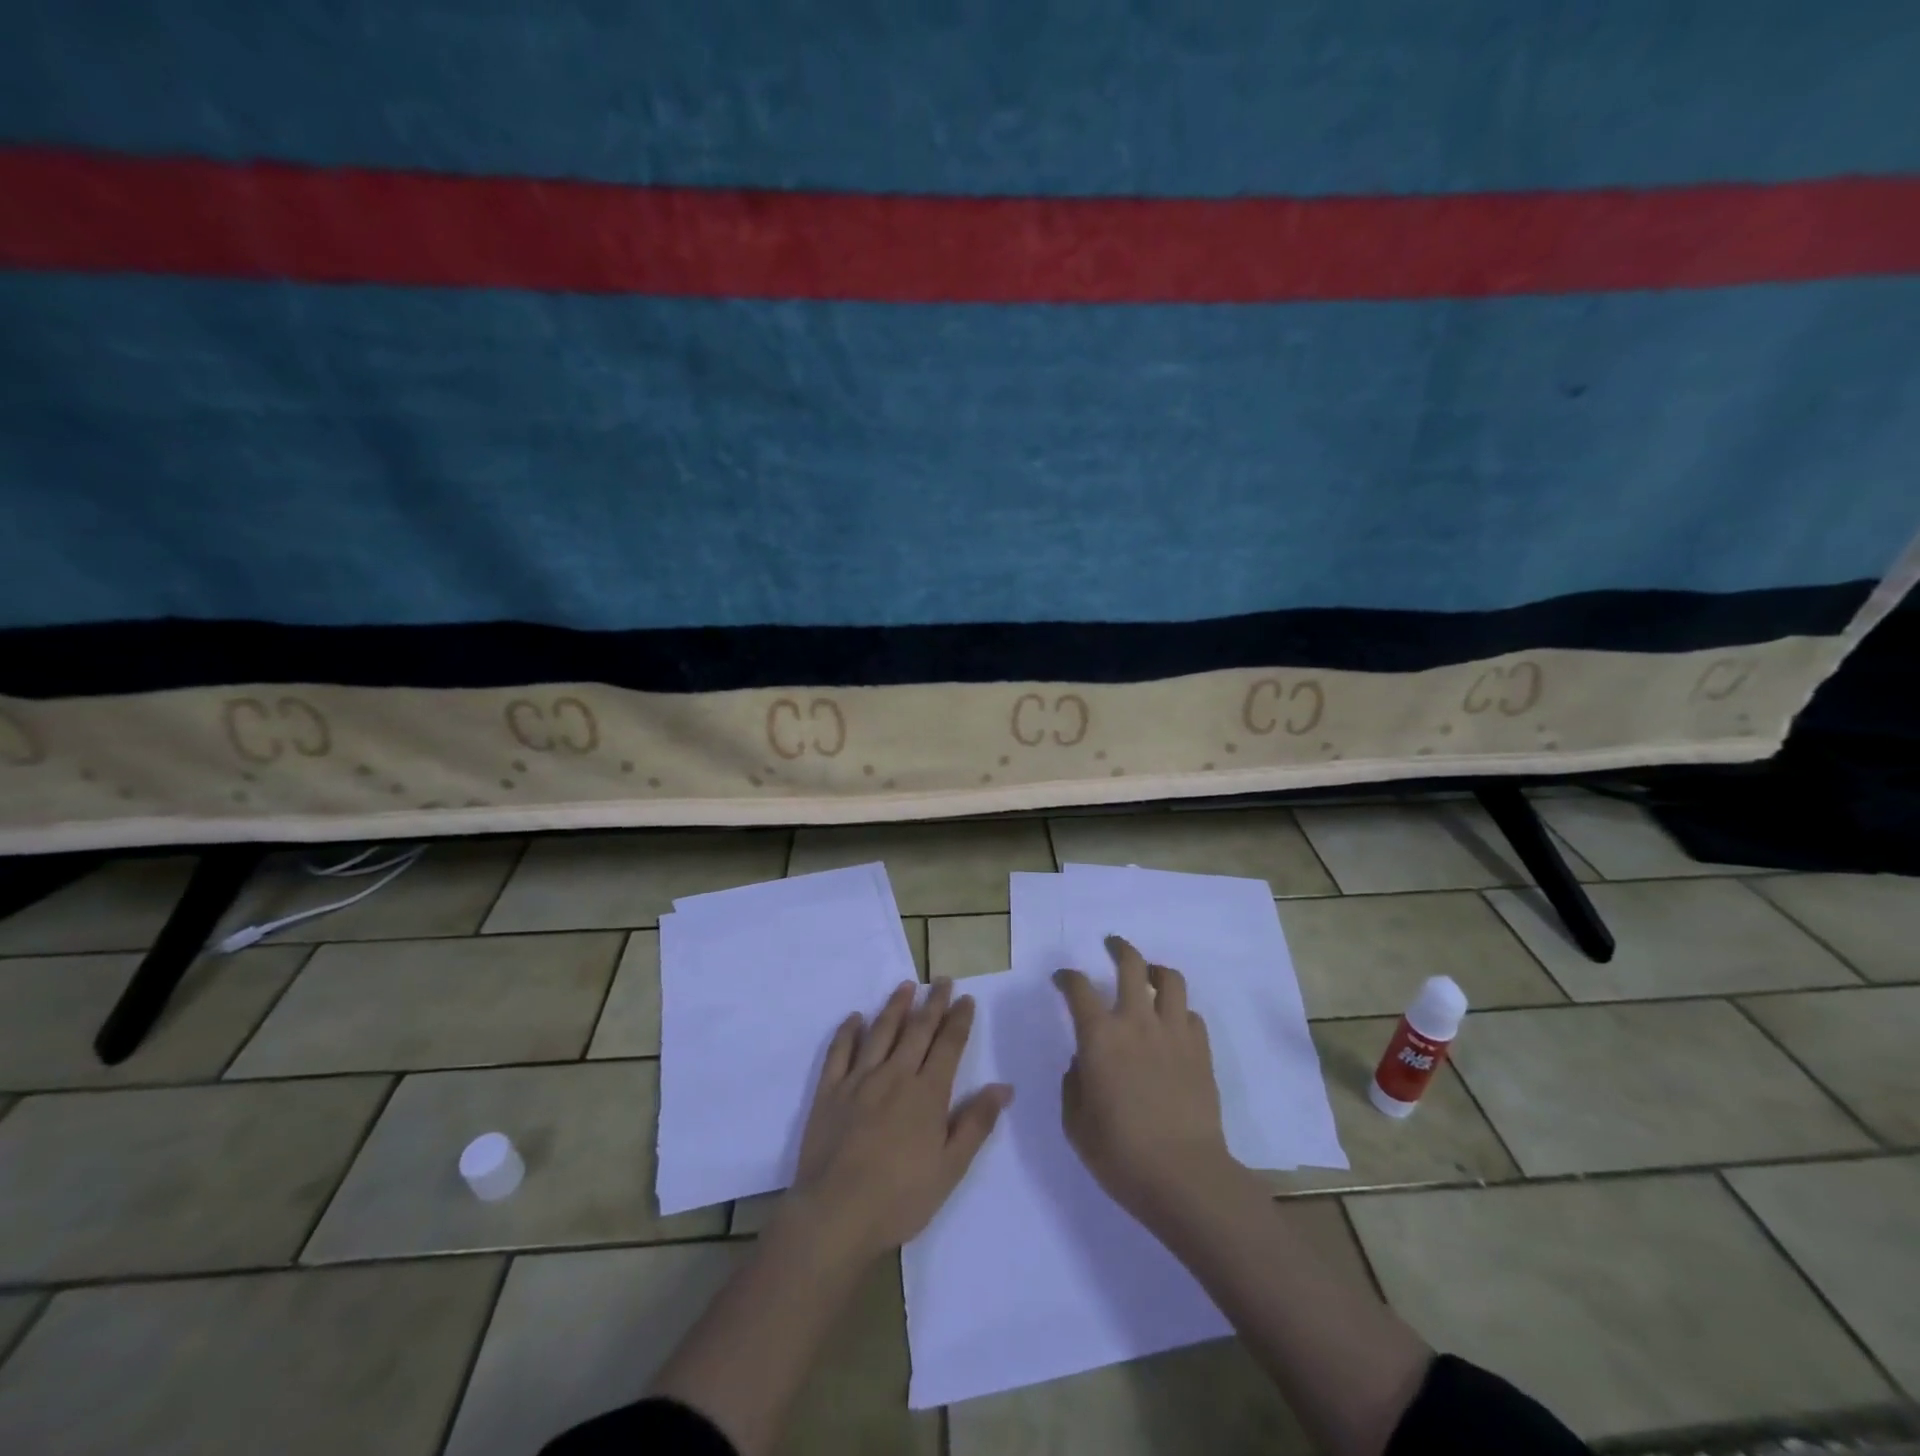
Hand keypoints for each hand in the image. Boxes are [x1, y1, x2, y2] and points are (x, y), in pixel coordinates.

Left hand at [783, 979, 1011, 1262]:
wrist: (836, 1215)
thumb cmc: (901, 1198)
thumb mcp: (950, 1168)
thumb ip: (976, 1124)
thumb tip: (1003, 1086)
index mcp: (927, 1093)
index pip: (948, 1045)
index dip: (958, 1020)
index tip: (965, 998)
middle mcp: (895, 1075)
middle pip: (917, 1030)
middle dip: (933, 1003)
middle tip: (942, 980)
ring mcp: (859, 1080)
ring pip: (880, 1032)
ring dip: (895, 1006)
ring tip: (906, 986)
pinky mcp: (829, 1091)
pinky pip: (839, 1052)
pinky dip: (848, 1031)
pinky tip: (855, 1018)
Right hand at [1055, 936, 1236, 1219]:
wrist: (1184, 1176)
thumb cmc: (1120, 1153)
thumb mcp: (1076, 1123)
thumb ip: (1074, 1083)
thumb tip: (1084, 1062)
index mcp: (1099, 1037)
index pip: (1078, 988)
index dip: (1067, 977)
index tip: (1062, 978)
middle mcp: (1137, 1022)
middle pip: (1131, 964)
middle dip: (1119, 948)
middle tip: (1112, 945)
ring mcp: (1174, 1033)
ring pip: (1170, 979)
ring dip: (1155, 970)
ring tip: (1149, 975)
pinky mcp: (1201, 1051)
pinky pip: (1192, 1015)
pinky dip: (1180, 1012)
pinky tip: (1173, 1025)